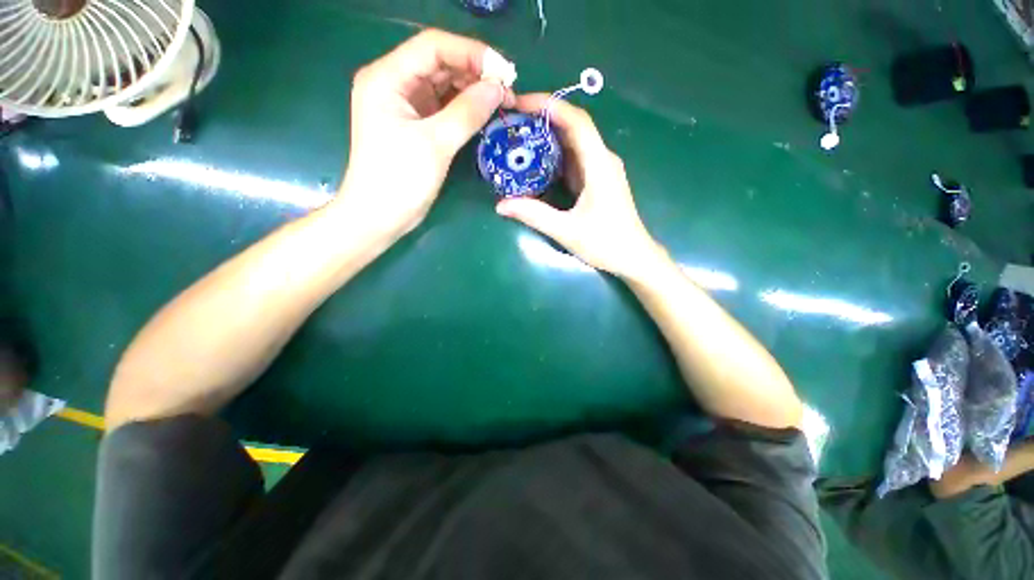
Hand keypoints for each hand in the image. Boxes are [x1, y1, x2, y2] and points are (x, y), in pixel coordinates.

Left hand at [337, 29, 515, 238]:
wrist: (380, 216)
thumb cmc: (399, 180)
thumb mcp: (435, 144)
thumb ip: (467, 113)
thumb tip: (498, 89)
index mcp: (387, 78)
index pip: (432, 47)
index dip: (470, 53)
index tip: (503, 71)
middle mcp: (394, 84)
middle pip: (439, 63)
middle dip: (475, 73)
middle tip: (507, 90)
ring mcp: (405, 105)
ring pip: (444, 85)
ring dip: (473, 91)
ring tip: (502, 101)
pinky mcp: (415, 125)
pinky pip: (444, 107)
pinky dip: (465, 108)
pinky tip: (485, 113)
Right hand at [496, 95, 662, 279]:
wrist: (633, 257)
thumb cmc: (606, 243)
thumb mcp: (566, 231)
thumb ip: (534, 215)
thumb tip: (500, 205)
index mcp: (599, 165)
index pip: (576, 121)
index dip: (549, 106)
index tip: (520, 104)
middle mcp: (602, 159)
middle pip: (573, 127)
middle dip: (543, 119)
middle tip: (512, 123)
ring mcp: (601, 169)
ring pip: (573, 143)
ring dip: (547, 138)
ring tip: (518, 138)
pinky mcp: (597, 180)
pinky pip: (574, 160)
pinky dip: (554, 156)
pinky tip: (536, 162)